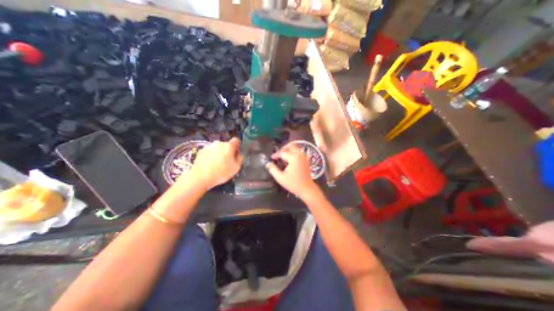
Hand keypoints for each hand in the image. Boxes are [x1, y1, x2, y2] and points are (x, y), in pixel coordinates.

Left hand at [178, 137, 242, 189]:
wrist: (200, 177)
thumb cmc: (221, 173)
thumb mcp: (236, 168)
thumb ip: (239, 159)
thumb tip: (239, 155)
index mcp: (228, 146)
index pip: (236, 140)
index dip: (237, 146)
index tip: (236, 153)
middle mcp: (219, 143)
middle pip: (226, 145)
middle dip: (228, 151)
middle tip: (227, 161)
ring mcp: (209, 146)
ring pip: (217, 148)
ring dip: (219, 153)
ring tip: (217, 164)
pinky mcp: (201, 151)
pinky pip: (210, 152)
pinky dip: (211, 156)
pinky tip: (210, 165)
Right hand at [265, 143, 319, 198]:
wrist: (307, 189)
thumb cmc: (293, 184)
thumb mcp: (281, 178)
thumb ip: (273, 169)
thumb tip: (268, 163)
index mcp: (294, 158)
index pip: (283, 152)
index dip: (276, 155)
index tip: (271, 158)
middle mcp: (300, 155)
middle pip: (291, 145)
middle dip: (283, 149)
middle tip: (278, 155)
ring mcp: (304, 157)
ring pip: (295, 148)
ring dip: (288, 150)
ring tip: (283, 157)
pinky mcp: (306, 160)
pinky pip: (298, 152)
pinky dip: (293, 153)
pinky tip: (289, 160)